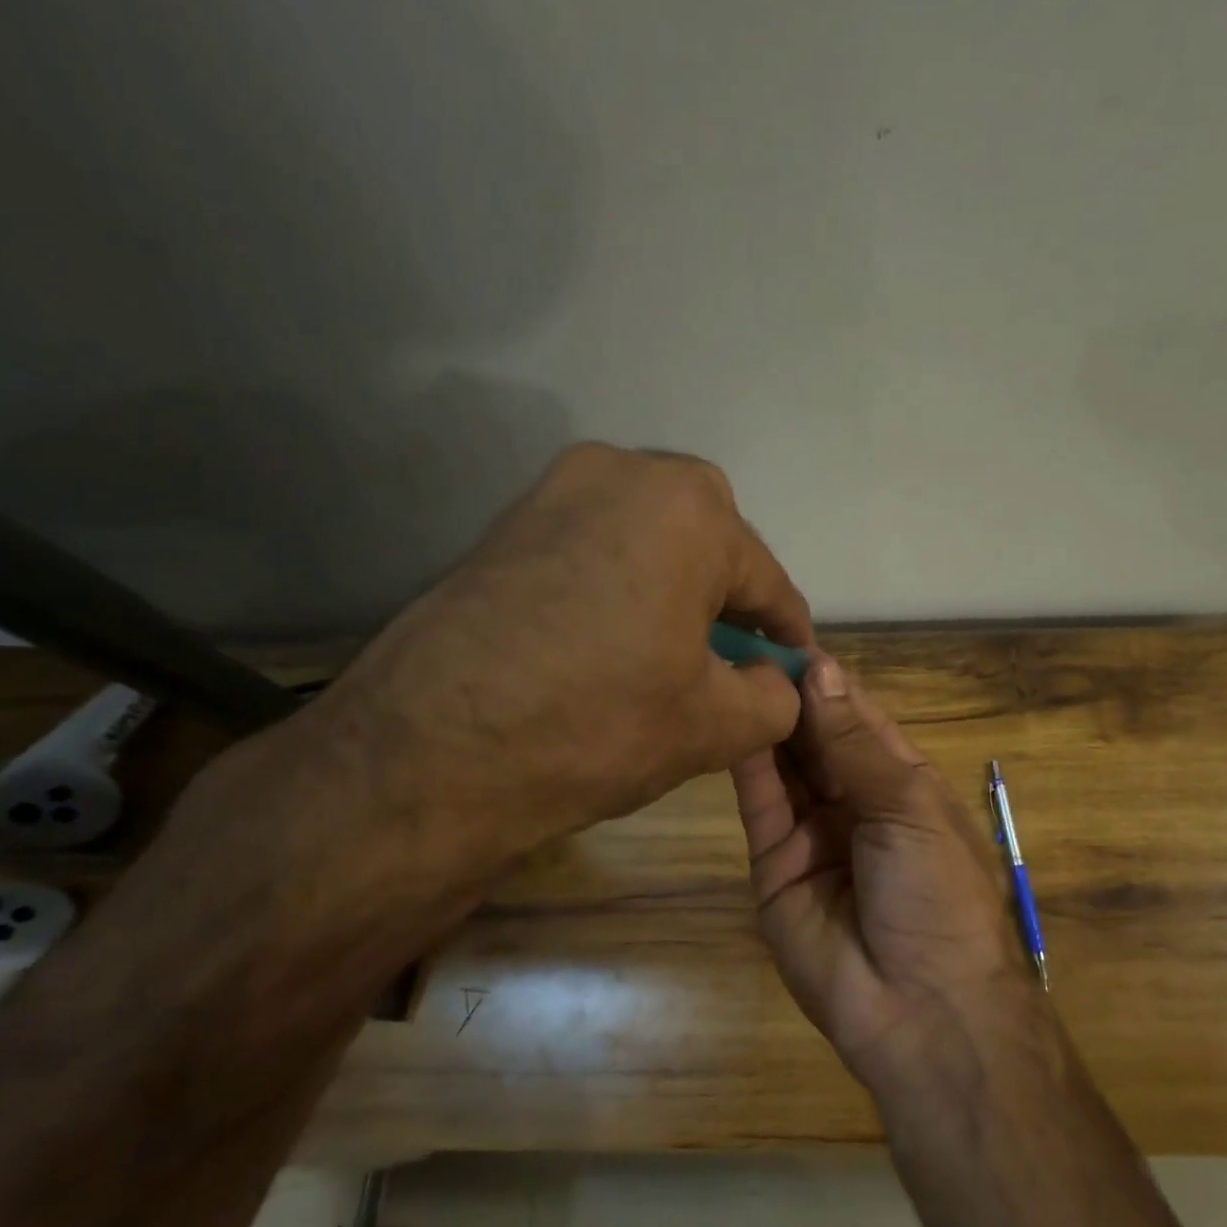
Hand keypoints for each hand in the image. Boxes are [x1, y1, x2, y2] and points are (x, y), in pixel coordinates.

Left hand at [301, 443, 812, 871]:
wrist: (428, 754)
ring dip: (675, 588)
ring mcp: (553, 490)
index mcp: (688, 509)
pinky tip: (615, 640)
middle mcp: (622, 473)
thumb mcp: (717, 725)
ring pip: (649, 539)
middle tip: (733, 658)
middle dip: (730, 598)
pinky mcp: (506, 524)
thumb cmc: (599, 726)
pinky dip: (622, 585)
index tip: (798, 669)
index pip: (767, 580)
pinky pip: (595, 546)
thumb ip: (776, 695)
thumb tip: (776, 680)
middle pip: (709, 542)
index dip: (789, 633)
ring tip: (674, 651)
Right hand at [733, 654, 1054, 1101]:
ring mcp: (813, 835)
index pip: (860, 719)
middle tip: (748, 643)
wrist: (920, 1008)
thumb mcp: (908, 806)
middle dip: (791, 696)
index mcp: (902, 785)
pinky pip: (761, 806)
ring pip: (785, 766)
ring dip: (767, 721)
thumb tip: (822, 669)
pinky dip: (749, 764)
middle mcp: (855, 803)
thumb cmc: (937, 894)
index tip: (791, 637)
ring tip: (734, 669)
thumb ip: (855, 742)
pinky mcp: (774, 867)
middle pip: (817, 739)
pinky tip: (734, 718)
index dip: (830, 681)